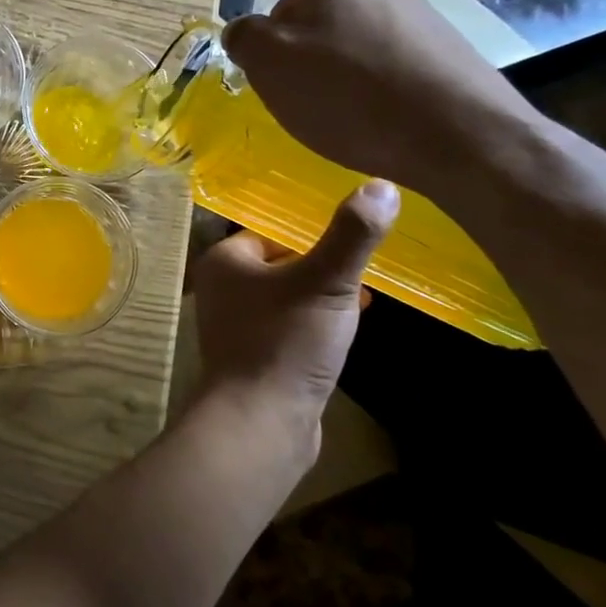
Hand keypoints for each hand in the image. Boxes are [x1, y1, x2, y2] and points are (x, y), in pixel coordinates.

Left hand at [190, 182, 398, 456]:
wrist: (261, 421)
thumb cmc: (286, 341)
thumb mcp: (326, 281)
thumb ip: (352, 235)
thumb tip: (382, 185)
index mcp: (226, 260)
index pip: (272, 231)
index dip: (312, 233)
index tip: (352, 237)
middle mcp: (223, 288)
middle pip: (282, 263)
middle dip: (323, 266)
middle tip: (365, 267)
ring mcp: (237, 325)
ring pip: (288, 296)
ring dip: (323, 296)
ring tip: (364, 297)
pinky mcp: (255, 356)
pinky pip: (290, 327)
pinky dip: (316, 324)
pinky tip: (348, 331)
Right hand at [221, 0, 546, 204]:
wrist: (461, 137)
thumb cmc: (350, 99)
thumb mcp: (270, 66)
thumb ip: (245, 38)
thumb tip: (242, 31)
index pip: (278, 18)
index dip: (274, 59)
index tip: (285, 92)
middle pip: (321, 32)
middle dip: (313, 67)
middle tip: (316, 109)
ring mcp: (422, 19)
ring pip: (360, 51)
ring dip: (350, 80)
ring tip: (357, 121)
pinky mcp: (453, 52)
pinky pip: (398, 70)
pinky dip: (386, 92)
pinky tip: (391, 121)